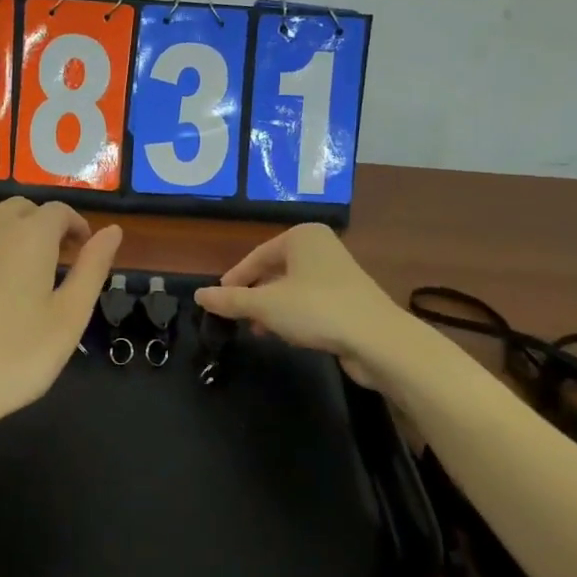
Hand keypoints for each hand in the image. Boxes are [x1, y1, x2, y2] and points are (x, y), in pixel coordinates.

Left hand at [0, 198, 121, 469]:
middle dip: (44, 225)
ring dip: (10, 231)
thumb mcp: (69, 318)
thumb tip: (113, 230)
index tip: (84, 251)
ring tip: (20, 268)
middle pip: (22, 209)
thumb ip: (93, 268)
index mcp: (30, 236)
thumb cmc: (15, 358)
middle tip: (57, 261)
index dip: (76, 226)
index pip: (58, 211)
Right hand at [194, 224, 407, 387]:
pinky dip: (294, 316)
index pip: (256, 257)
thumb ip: (230, 300)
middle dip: (254, 296)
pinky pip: (310, 302)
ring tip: (257, 331)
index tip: (217, 303)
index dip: (234, 281)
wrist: (377, 339)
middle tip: (236, 318)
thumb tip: (199, 295)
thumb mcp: (265, 305)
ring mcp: (338, 273)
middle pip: (274, 271)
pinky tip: (286, 336)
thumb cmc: (316, 310)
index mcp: (301, 237)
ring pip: (291, 289)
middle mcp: (321, 247)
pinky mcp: (349, 298)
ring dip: (271, 309)